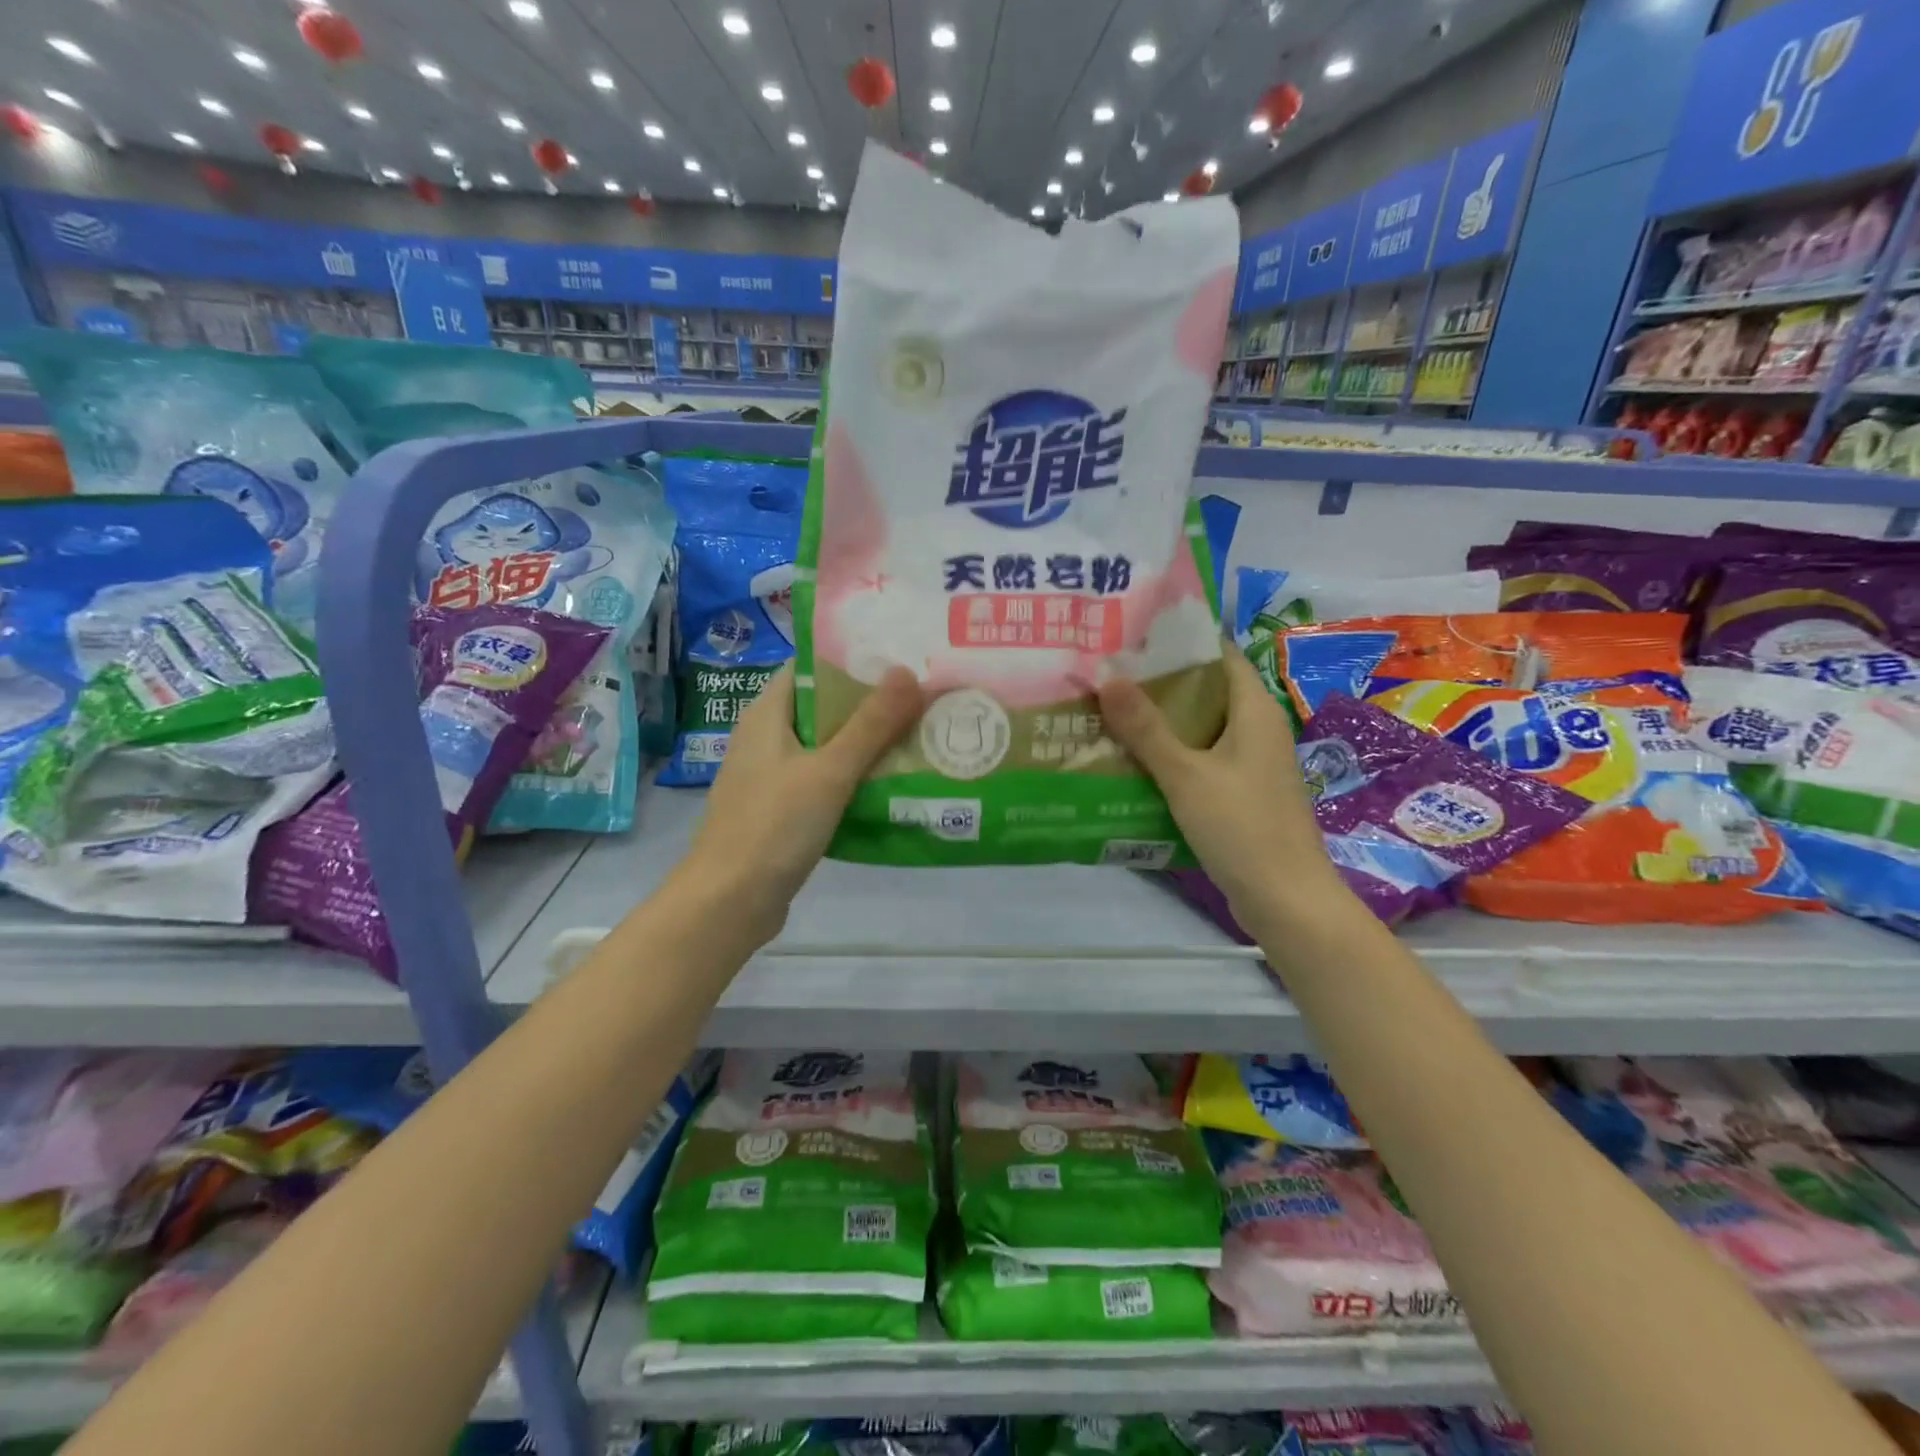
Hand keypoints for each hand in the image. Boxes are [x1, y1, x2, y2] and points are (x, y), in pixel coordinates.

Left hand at [681, 664, 921, 943]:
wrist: (728, 903)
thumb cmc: (774, 825)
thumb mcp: (829, 770)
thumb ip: (871, 723)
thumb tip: (907, 671)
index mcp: (766, 714)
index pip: (810, 668)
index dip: (853, 660)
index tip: (899, 659)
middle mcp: (765, 739)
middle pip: (823, 708)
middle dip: (869, 704)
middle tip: (920, 698)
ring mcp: (771, 777)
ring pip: (826, 748)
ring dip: (865, 744)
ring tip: (917, 736)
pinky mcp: (781, 812)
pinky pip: (823, 782)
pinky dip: (853, 779)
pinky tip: (890, 785)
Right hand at [1098, 648, 1349, 932]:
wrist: (1286, 900)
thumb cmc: (1242, 828)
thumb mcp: (1186, 775)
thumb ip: (1146, 728)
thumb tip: (1107, 676)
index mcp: (1254, 711)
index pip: (1219, 654)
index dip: (1179, 640)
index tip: (1132, 636)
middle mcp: (1256, 729)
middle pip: (1206, 690)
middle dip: (1160, 682)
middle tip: (1108, 673)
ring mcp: (1250, 763)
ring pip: (1201, 728)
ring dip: (1161, 722)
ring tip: (1109, 711)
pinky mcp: (1241, 793)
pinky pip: (1201, 760)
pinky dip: (1171, 755)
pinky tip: (1133, 761)